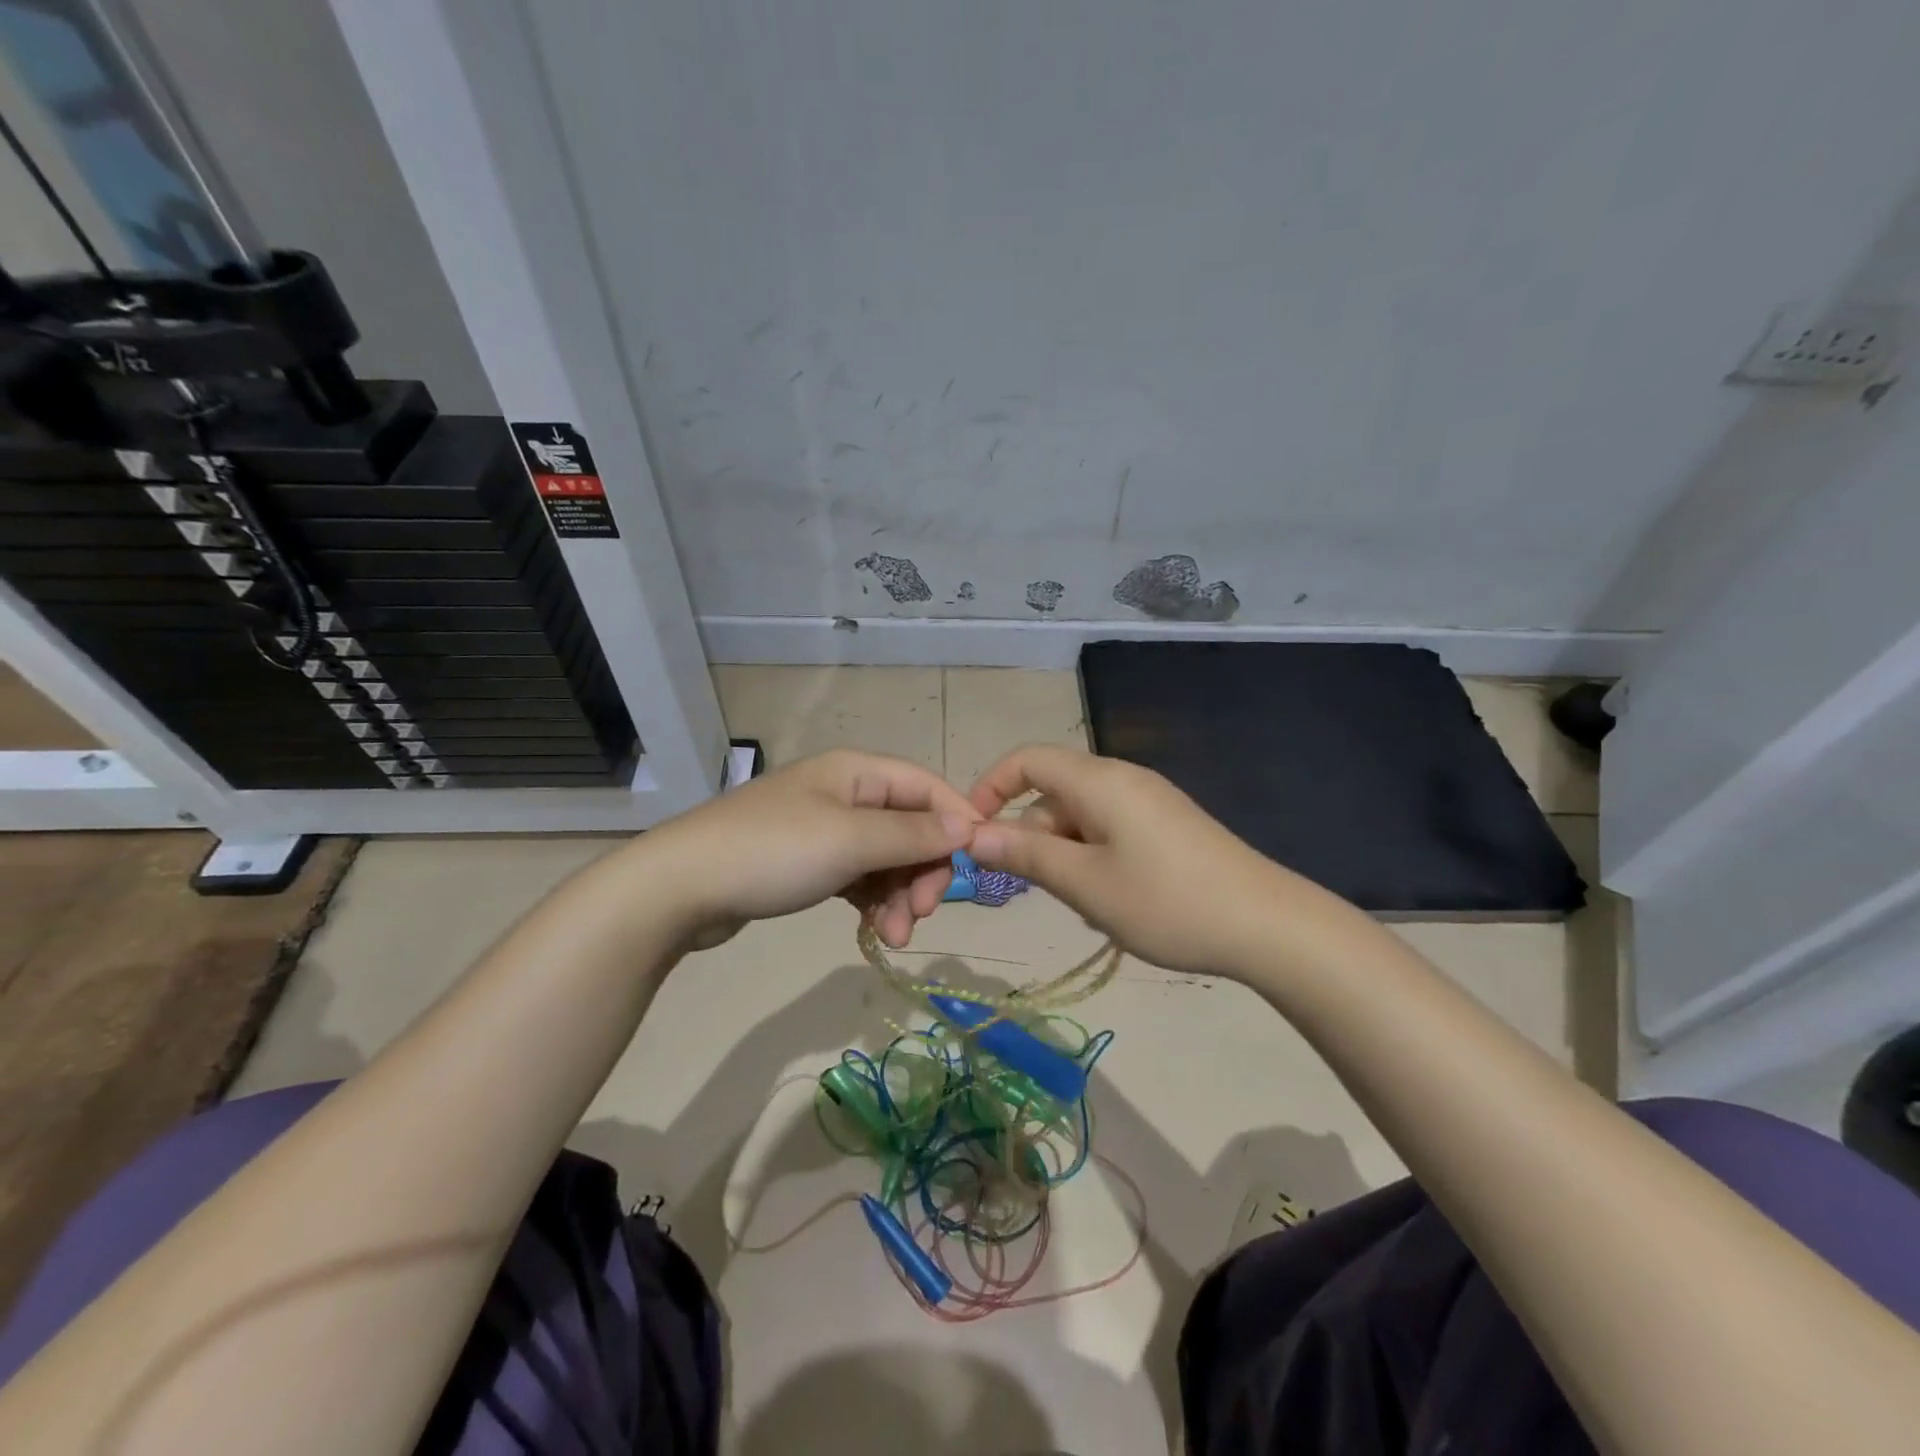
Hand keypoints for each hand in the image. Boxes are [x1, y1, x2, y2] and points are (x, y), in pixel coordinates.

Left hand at [647, 749, 979, 949]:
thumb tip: (968, 825)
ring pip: (885, 858)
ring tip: (892, 937)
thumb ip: (913, 834)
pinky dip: (872, 902)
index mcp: (856, 772)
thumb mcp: (850, 840)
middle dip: (922, 871)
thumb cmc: (773, 852)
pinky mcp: (807, 863)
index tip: (977, 865)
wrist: (680, 888)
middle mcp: (844, 793)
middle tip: (920, 915)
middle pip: (909, 826)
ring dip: (898, 896)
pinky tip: (873, 931)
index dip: (956, 820)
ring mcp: (824, 829)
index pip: (926, 786)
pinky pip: (858, 877)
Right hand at [967, 745, 1289, 975]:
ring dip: (1064, 856)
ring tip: (1084, 906)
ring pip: (1080, 819)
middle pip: (1052, 793)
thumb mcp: (1084, 883)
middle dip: (1030, 836)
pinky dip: (1092, 860)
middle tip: (1031, 890)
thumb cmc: (1166, 902)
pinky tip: (1112, 903)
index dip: (990, 788)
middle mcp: (1121, 779)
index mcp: (1098, 780)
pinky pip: (1108, 832)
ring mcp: (1148, 803)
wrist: (1268, 926)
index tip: (970, 833)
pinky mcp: (1166, 826)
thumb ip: (1025, 854)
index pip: (1026, 759)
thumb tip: (972, 834)